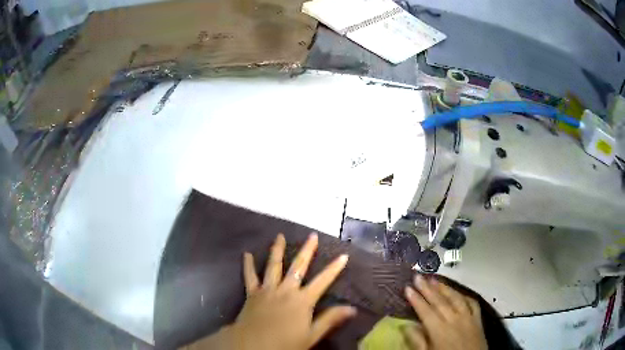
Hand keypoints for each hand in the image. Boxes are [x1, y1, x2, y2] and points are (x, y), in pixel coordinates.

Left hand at [187, 233, 355, 349]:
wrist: (254, 345)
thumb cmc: (285, 343)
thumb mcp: (311, 335)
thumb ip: (330, 320)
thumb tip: (352, 308)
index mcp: (302, 301)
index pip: (323, 282)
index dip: (334, 269)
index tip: (343, 256)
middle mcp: (286, 290)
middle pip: (298, 267)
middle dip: (307, 251)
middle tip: (312, 236)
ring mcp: (268, 290)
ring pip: (273, 266)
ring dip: (277, 250)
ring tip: (279, 236)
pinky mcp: (252, 293)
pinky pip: (250, 276)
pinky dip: (248, 265)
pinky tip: (246, 254)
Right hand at [402, 275, 486, 349]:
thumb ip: (417, 341)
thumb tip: (406, 326)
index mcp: (439, 330)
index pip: (425, 311)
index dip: (416, 299)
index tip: (408, 288)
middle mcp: (454, 320)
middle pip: (439, 301)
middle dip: (427, 288)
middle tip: (419, 277)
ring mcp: (468, 318)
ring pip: (455, 298)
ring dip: (444, 288)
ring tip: (435, 279)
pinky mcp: (478, 319)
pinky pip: (472, 302)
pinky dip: (464, 295)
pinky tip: (458, 292)